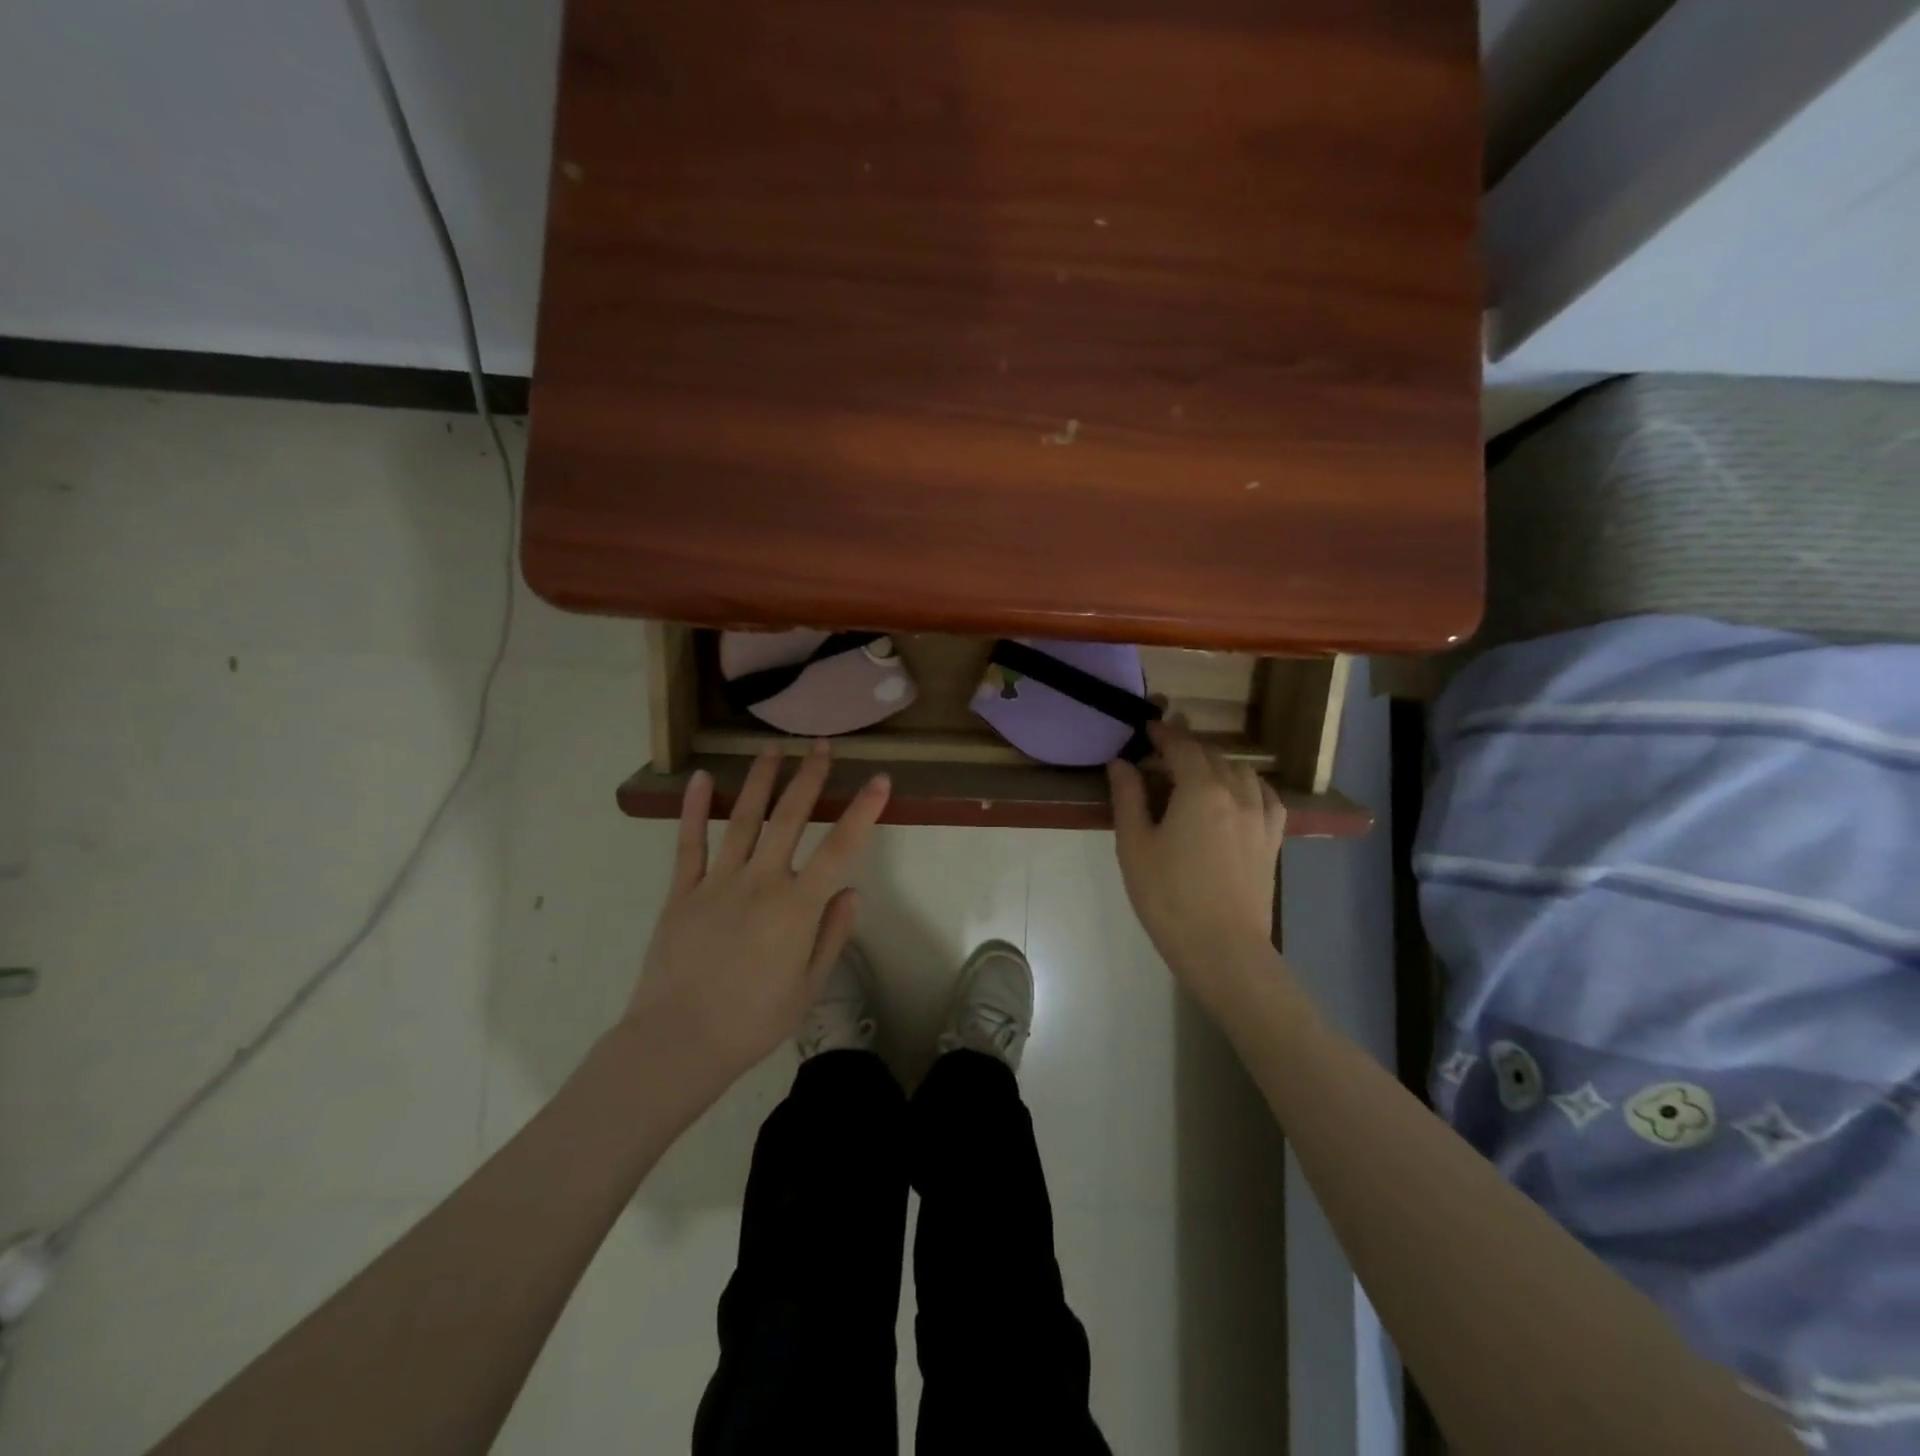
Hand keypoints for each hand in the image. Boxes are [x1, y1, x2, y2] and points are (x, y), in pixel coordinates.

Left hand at [626, 741, 890, 1085]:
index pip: (839, 848)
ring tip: (772, 748)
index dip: (863, 810)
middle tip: (821, 745)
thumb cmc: (752, 1021)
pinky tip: (703, 778)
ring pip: (743, 818)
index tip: (880, 779)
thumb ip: (832, 935)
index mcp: (797, 907)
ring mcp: (717, 882)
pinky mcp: (681, 891)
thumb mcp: (808, 987)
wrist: (677, 1042)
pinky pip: (689, 843)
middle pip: (790, 818)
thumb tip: (853, 891)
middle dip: (809, 777)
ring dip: (761, 780)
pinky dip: (695, 808)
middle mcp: (760, 882)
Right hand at [1107, 721, 1286, 1015]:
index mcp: (1201, 791)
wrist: (1222, 948)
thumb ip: (1128, 798)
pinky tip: (1237, 794)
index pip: (1182, 748)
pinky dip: (1247, 784)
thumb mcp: (1135, 846)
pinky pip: (1266, 795)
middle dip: (1186, 748)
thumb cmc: (1168, 897)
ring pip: (1241, 771)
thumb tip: (1121, 763)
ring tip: (1196, 774)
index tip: (1147, 729)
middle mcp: (1237, 793)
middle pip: (1212, 756)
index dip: (1163, 735)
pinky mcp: (1272, 839)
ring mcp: (1261, 816)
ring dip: (1216, 763)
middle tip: (1161, 755)